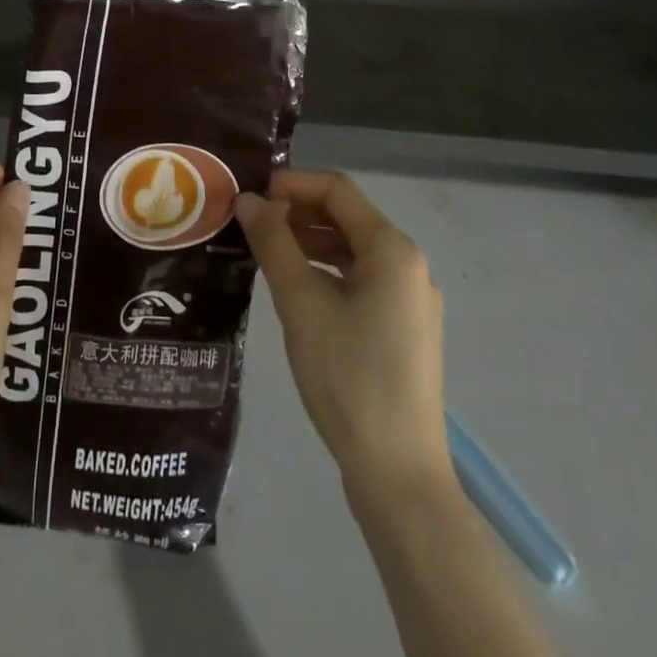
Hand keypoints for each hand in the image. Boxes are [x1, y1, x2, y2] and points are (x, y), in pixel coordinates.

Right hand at [236, 170, 451, 498]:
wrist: (397, 473)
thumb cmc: (348, 376)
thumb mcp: (301, 303)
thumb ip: (273, 243)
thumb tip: (248, 199)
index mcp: (392, 250)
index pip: (337, 189)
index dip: (292, 183)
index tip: (250, 194)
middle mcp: (407, 265)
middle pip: (346, 216)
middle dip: (297, 211)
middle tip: (249, 222)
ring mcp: (409, 299)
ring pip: (352, 249)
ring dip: (308, 240)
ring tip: (263, 249)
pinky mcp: (402, 328)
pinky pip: (359, 279)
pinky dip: (325, 270)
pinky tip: (294, 285)